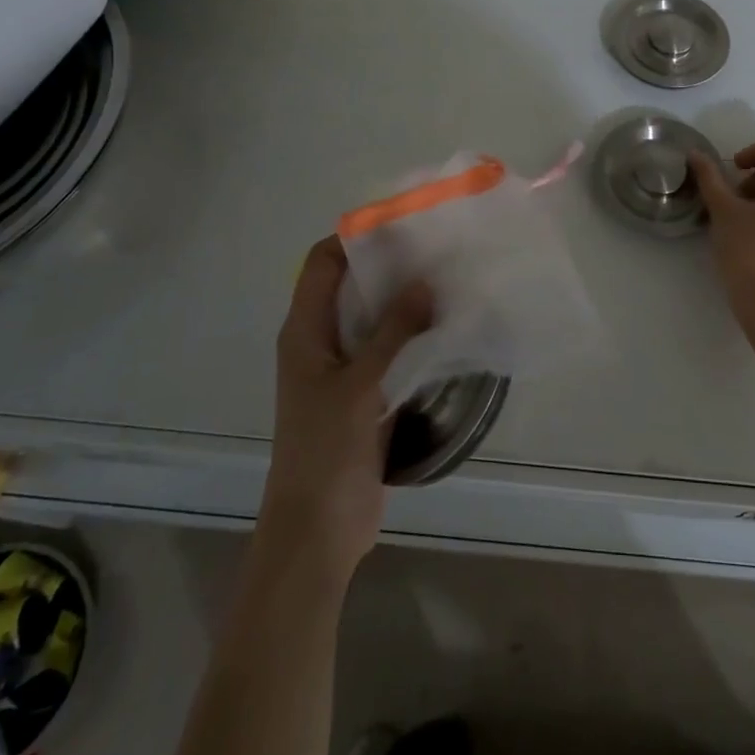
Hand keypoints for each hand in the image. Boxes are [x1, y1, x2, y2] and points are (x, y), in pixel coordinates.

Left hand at [257, 236, 433, 582]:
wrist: (317, 531)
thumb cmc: (326, 450)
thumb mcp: (360, 385)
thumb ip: (393, 332)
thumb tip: (425, 283)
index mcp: (304, 331)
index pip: (323, 263)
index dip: (355, 237)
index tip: (401, 223)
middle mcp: (321, 342)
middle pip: (351, 286)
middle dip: (389, 266)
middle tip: (437, 248)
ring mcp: (344, 370)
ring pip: (374, 319)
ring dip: (405, 302)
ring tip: (450, 279)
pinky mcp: (366, 395)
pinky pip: (389, 352)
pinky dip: (413, 336)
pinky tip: (448, 328)